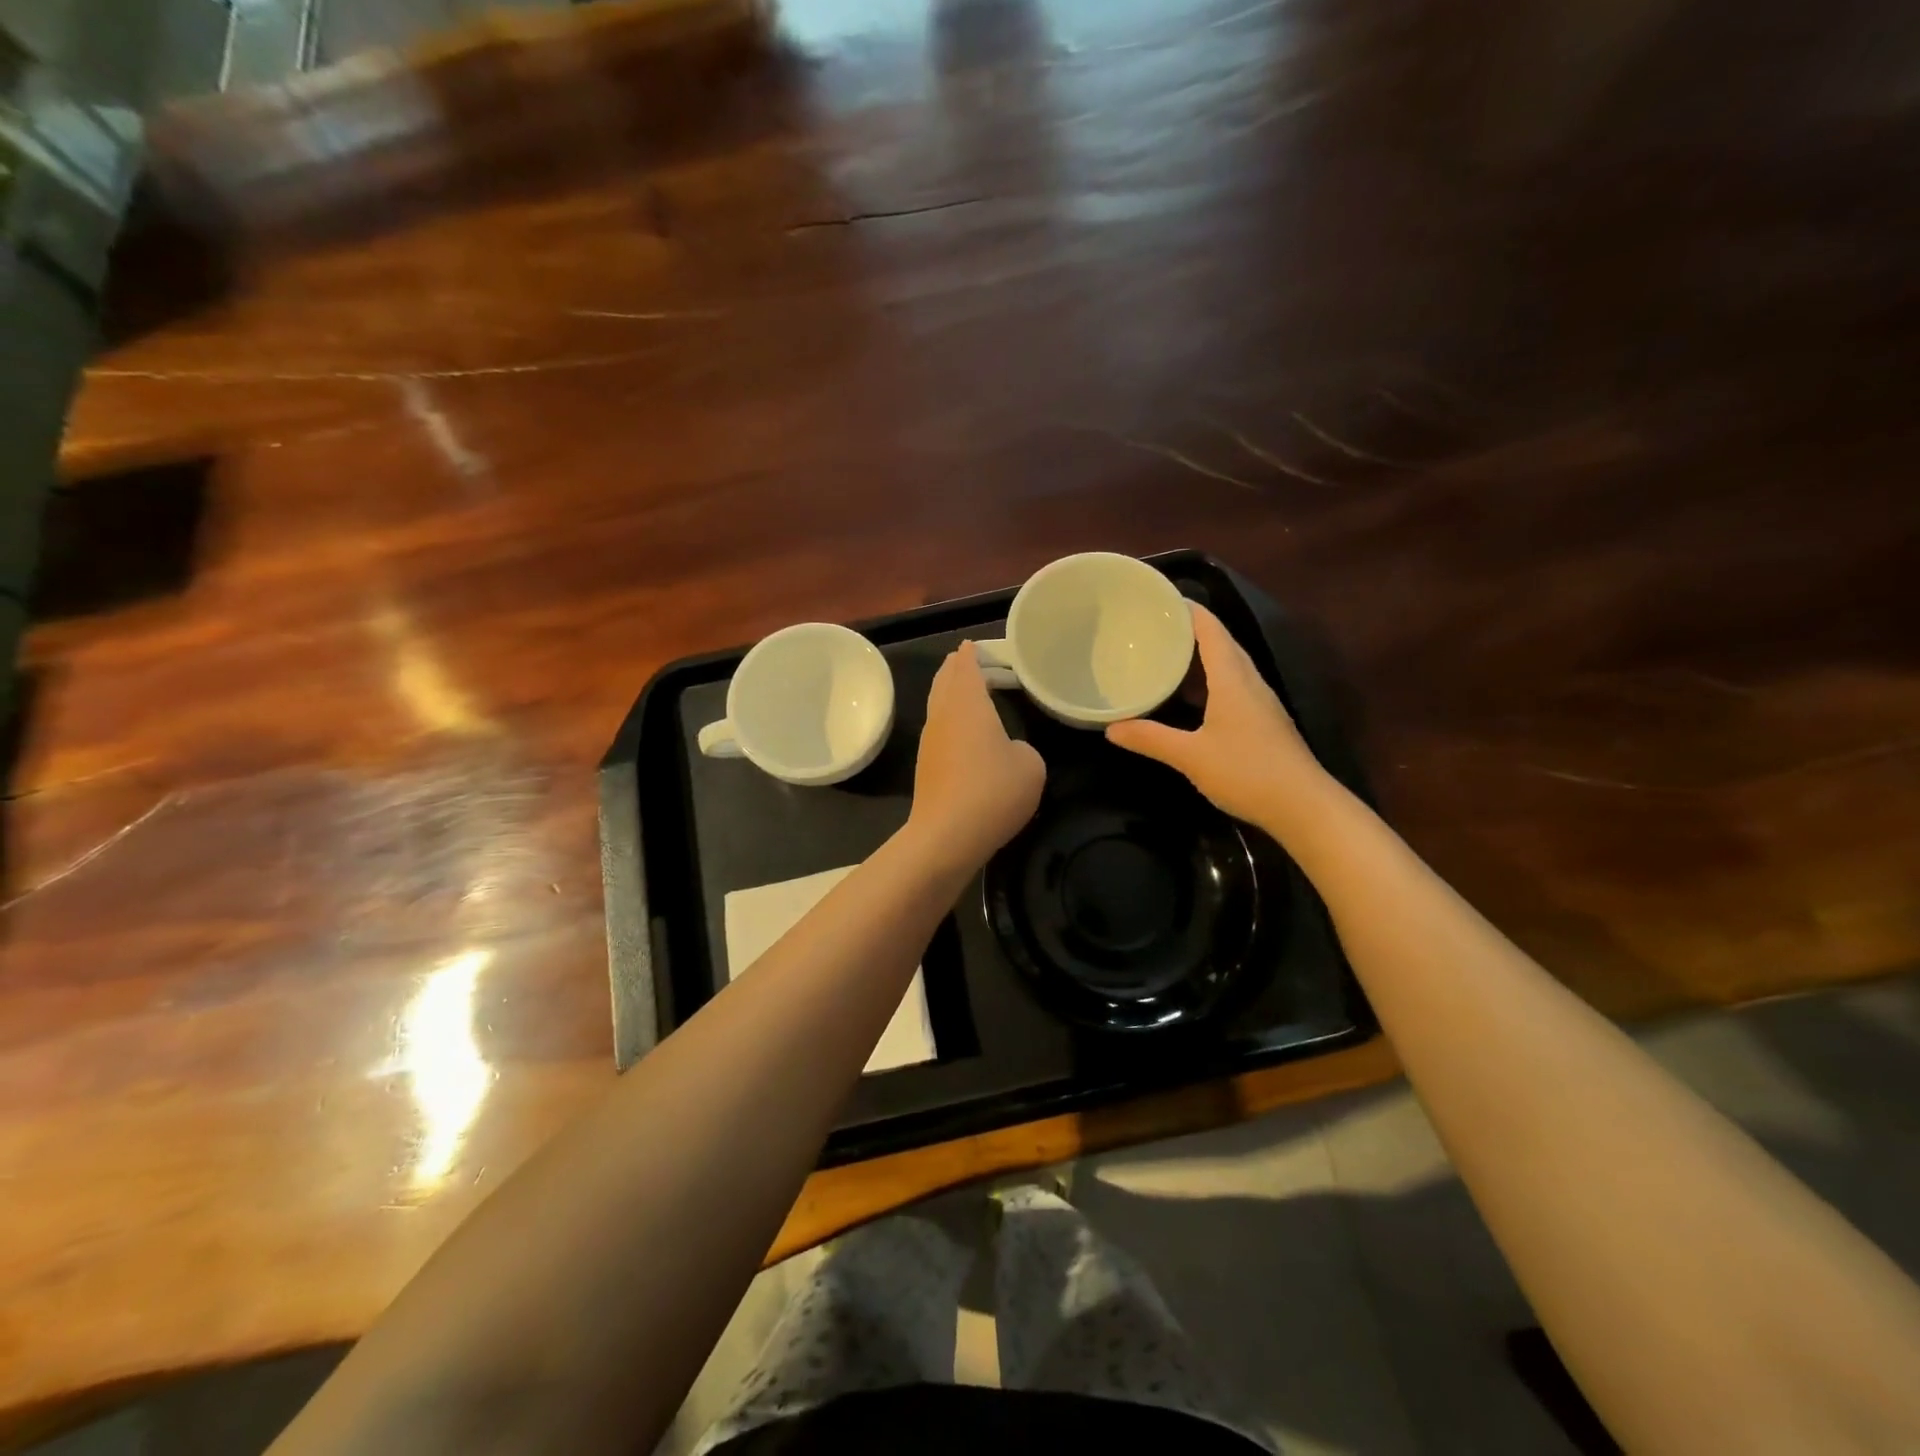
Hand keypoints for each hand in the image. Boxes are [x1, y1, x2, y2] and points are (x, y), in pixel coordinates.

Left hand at [905, 641, 1045, 875]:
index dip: (972, 653)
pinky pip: (940, 728)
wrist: (946, 836)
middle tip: (975, 663)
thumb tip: (1009, 752)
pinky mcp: (927, 765)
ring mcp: (930, 740)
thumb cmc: (993, 792)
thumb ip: (1023, 748)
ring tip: (970, 691)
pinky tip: (965, 731)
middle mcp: (943, 714)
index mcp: (967, 702)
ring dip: (952, 693)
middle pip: (945, 680)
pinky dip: (951, 718)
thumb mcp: (1031, 766)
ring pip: (939, 704)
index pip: (966, 665)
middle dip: (958, 668)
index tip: (976, 645)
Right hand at [1105, 603, 1329, 828]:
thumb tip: (1111, 728)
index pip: (1212, 630)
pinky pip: (1232, 688)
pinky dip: (1208, 683)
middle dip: (1190, 631)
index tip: (1160, 599)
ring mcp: (1259, 703)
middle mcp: (1249, 683)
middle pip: (1221, 644)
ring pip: (1228, 667)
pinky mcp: (1263, 723)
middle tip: (1154, 627)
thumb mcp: (1191, 756)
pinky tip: (1189, 699)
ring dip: (1199, 658)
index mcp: (1233, 679)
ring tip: (1165, 656)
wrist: (1303, 807)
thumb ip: (1151, 739)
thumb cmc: (1247, 772)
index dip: (1188, 610)